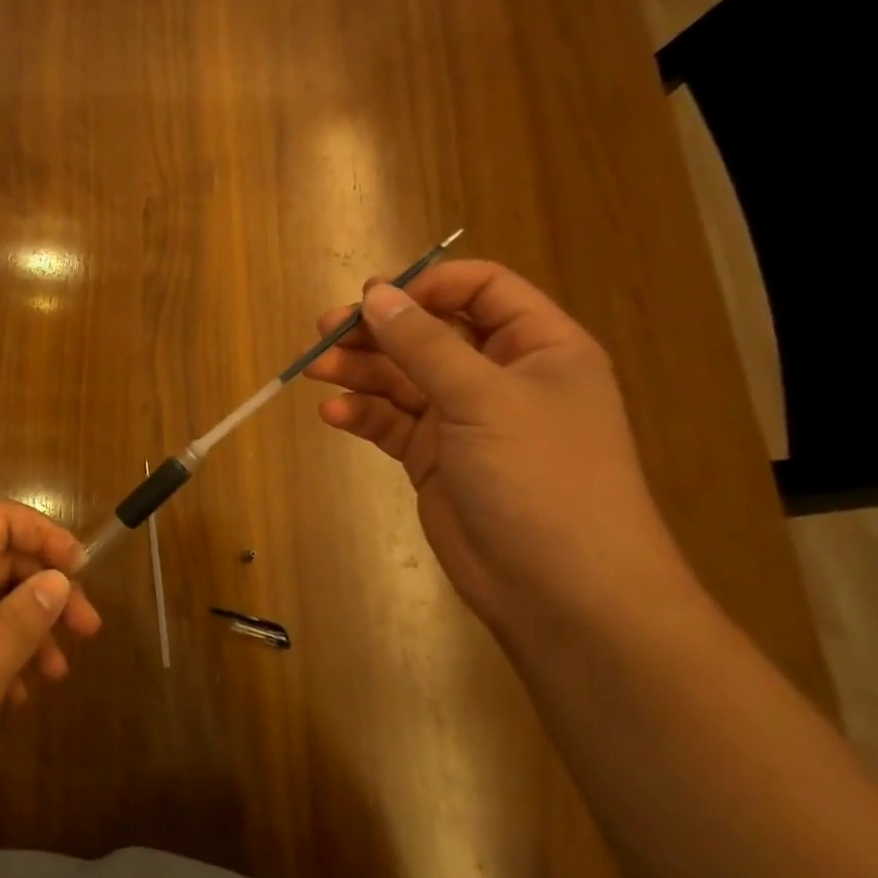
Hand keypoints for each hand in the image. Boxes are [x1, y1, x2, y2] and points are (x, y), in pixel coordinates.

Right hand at [303, 260, 678, 624]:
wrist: (562, 591)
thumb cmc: (541, 476)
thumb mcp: (483, 398)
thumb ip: (424, 343)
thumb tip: (375, 293)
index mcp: (537, 347)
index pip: (481, 289)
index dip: (428, 286)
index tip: (376, 297)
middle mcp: (499, 376)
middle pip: (428, 332)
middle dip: (377, 330)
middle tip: (325, 330)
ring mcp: (463, 419)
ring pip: (401, 377)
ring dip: (359, 370)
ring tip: (315, 371)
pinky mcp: (433, 457)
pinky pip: (390, 421)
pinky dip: (361, 414)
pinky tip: (333, 415)